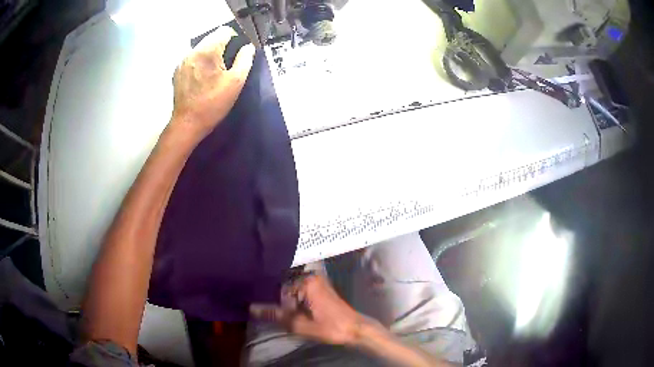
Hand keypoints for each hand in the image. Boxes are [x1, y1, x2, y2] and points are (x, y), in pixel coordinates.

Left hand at [171, 26, 255, 136]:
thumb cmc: (213, 103)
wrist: (187, 123)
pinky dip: (200, 61)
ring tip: (215, 71)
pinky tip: (203, 77)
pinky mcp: (178, 71)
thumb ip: (245, 60)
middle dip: (222, 46)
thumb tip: (248, 47)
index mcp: (208, 51)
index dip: (235, 38)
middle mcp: (193, 51)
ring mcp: (183, 61)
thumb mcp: (236, 82)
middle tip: (227, 64)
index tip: (238, 52)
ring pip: (201, 47)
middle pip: (212, 37)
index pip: (224, 31)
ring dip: (211, 53)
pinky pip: (193, 58)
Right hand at [251, 275, 366, 345]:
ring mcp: (316, 282)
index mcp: (306, 281)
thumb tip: (251, 308)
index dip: (268, 299)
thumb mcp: (299, 324)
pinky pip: (299, 291)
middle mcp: (310, 277)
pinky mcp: (320, 289)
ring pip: (291, 289)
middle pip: (284, 286)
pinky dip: (293, 300)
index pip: (277, 286)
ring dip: (284, 301)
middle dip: (276, 299)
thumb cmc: (330, 327)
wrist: (355, 330)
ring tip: (275, 312)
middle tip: (267, 312)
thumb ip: (275, 315)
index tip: (260, 308)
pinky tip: (289, 311)